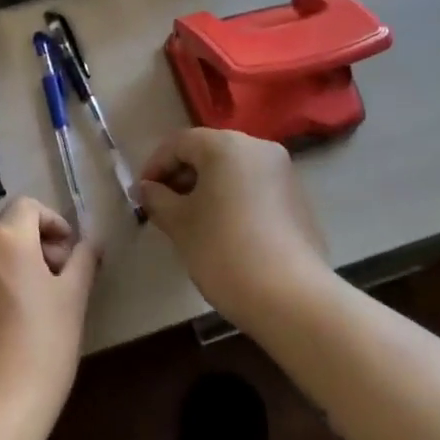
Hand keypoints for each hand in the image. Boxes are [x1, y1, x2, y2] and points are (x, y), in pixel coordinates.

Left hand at [0, 197, 98, 425]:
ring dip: (14, 256)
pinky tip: (15, 315)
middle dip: (33, 236)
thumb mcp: (73, 298)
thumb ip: (83, 260)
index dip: (54, 221)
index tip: (72, 252)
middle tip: (58, 271)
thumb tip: (91, 240)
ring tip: (40, 295)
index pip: (28, 206)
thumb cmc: (42, 345)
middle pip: (3, 222)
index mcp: (4, 239)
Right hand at [136, 129, 331, 328]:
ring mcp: (283, 172)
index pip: (179, 143)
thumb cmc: (223, 250)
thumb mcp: (179, 223)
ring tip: (190, 221)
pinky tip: (222, 229)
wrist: (289, 296)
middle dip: (181, 176)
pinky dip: (231, 198)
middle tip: (162, 208)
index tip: (141, 196)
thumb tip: (147, 189)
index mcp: (226, 145)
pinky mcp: (297, 198)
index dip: (154, 166)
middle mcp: (259, 148)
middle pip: (209, 152)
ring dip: (206, 188)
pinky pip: (253, 187)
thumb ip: (157, 198)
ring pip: (232, 170)